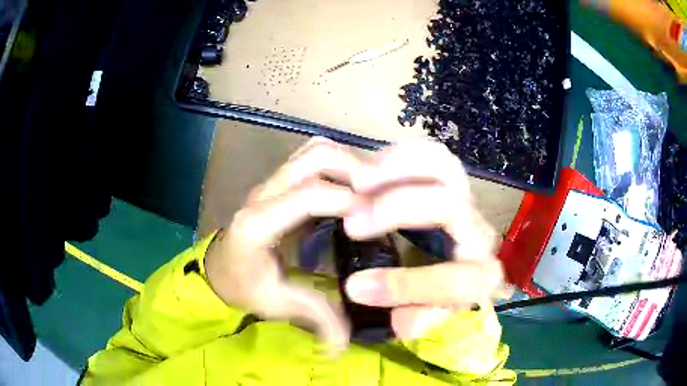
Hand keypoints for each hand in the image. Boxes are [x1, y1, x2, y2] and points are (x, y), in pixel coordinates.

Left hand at [204, 137, 363, 352]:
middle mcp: (263, 194)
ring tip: (371, 191)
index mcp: (258, 224)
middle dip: (355, 170)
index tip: (379, 218)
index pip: (309, 195)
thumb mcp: (275, 304)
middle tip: (381, 199)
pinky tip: (352, 191)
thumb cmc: (241, 287)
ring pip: (313, 151)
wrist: (218, 270)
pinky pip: (311, 159)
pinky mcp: (279, 184)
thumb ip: (314, 318)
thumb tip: (346, 346)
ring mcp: (270, 184)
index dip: (349, 201)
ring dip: (347, 163)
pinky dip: (338, 166)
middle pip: (314, 157)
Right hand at [343, 139, 507, 338]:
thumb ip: (420, 320)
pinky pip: (434, 154)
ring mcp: (469, 199)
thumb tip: (399, 321)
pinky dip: (403, 154)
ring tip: (358, 181)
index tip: (354, 286)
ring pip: (444, 169)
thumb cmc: (446, 291)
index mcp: (481, 276)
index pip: (456, 281)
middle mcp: (481, 233)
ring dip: (398, 170)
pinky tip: (373, 166)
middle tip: (352, 221)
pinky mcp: (455, 180)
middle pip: (451, 208)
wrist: (465, 262)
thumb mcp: (433, 314)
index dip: (406, 285)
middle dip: (399, 211)